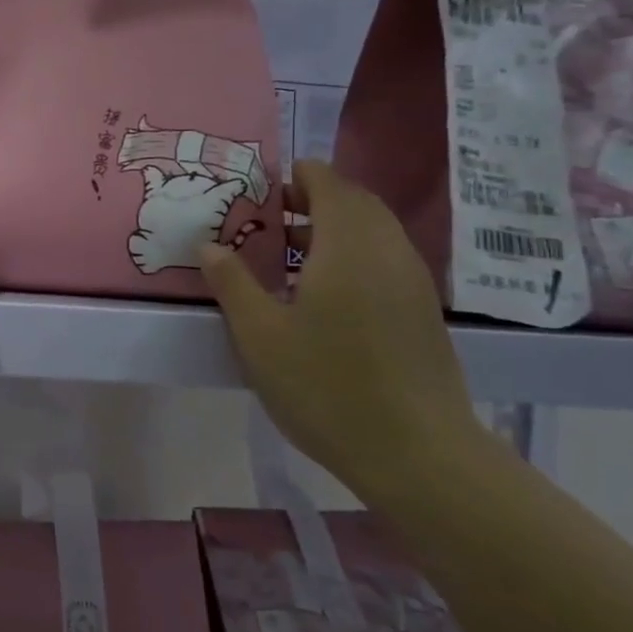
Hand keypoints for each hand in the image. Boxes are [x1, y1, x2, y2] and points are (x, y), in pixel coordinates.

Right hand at [199, 160, 478, 493]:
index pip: (329, 183)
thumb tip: (210, 246)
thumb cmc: (327, 385)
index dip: (296, 177)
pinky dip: (352, 256)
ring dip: (333, 229)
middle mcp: (388, 252)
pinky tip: (322, 295)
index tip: (260, 190)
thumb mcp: (260, 335)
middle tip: (269, 220)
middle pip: (356, 203)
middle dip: (313, 200)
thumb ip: (232, 283)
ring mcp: (413, 283)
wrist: (417, 454)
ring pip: (374, 233)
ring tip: (288, 257)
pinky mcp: (422, 312)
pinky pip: (385, 261)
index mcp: (349, 246)